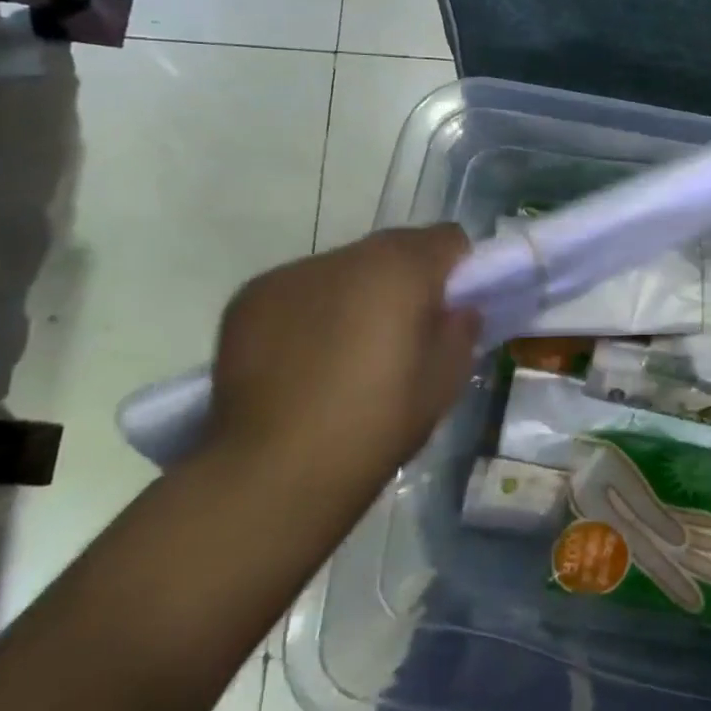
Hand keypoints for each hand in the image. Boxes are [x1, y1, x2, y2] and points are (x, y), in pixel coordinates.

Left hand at [206, 225, 480, 491]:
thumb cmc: (375, 424)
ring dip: (355, 295)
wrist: (273, 472)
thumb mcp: (444, 383)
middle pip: (393, 249)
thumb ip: (460, 331)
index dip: (458, 270)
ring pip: (343, 270)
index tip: (451, 309)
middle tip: (401, 334)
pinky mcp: (249, 298)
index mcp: (401, 268)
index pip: (447, 238)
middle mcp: (347, 256)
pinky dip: (309, 313)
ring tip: (343, 353)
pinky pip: (298, 291)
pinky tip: (301, 362)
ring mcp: (291, 274)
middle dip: (405, 280)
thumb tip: (457, 310)